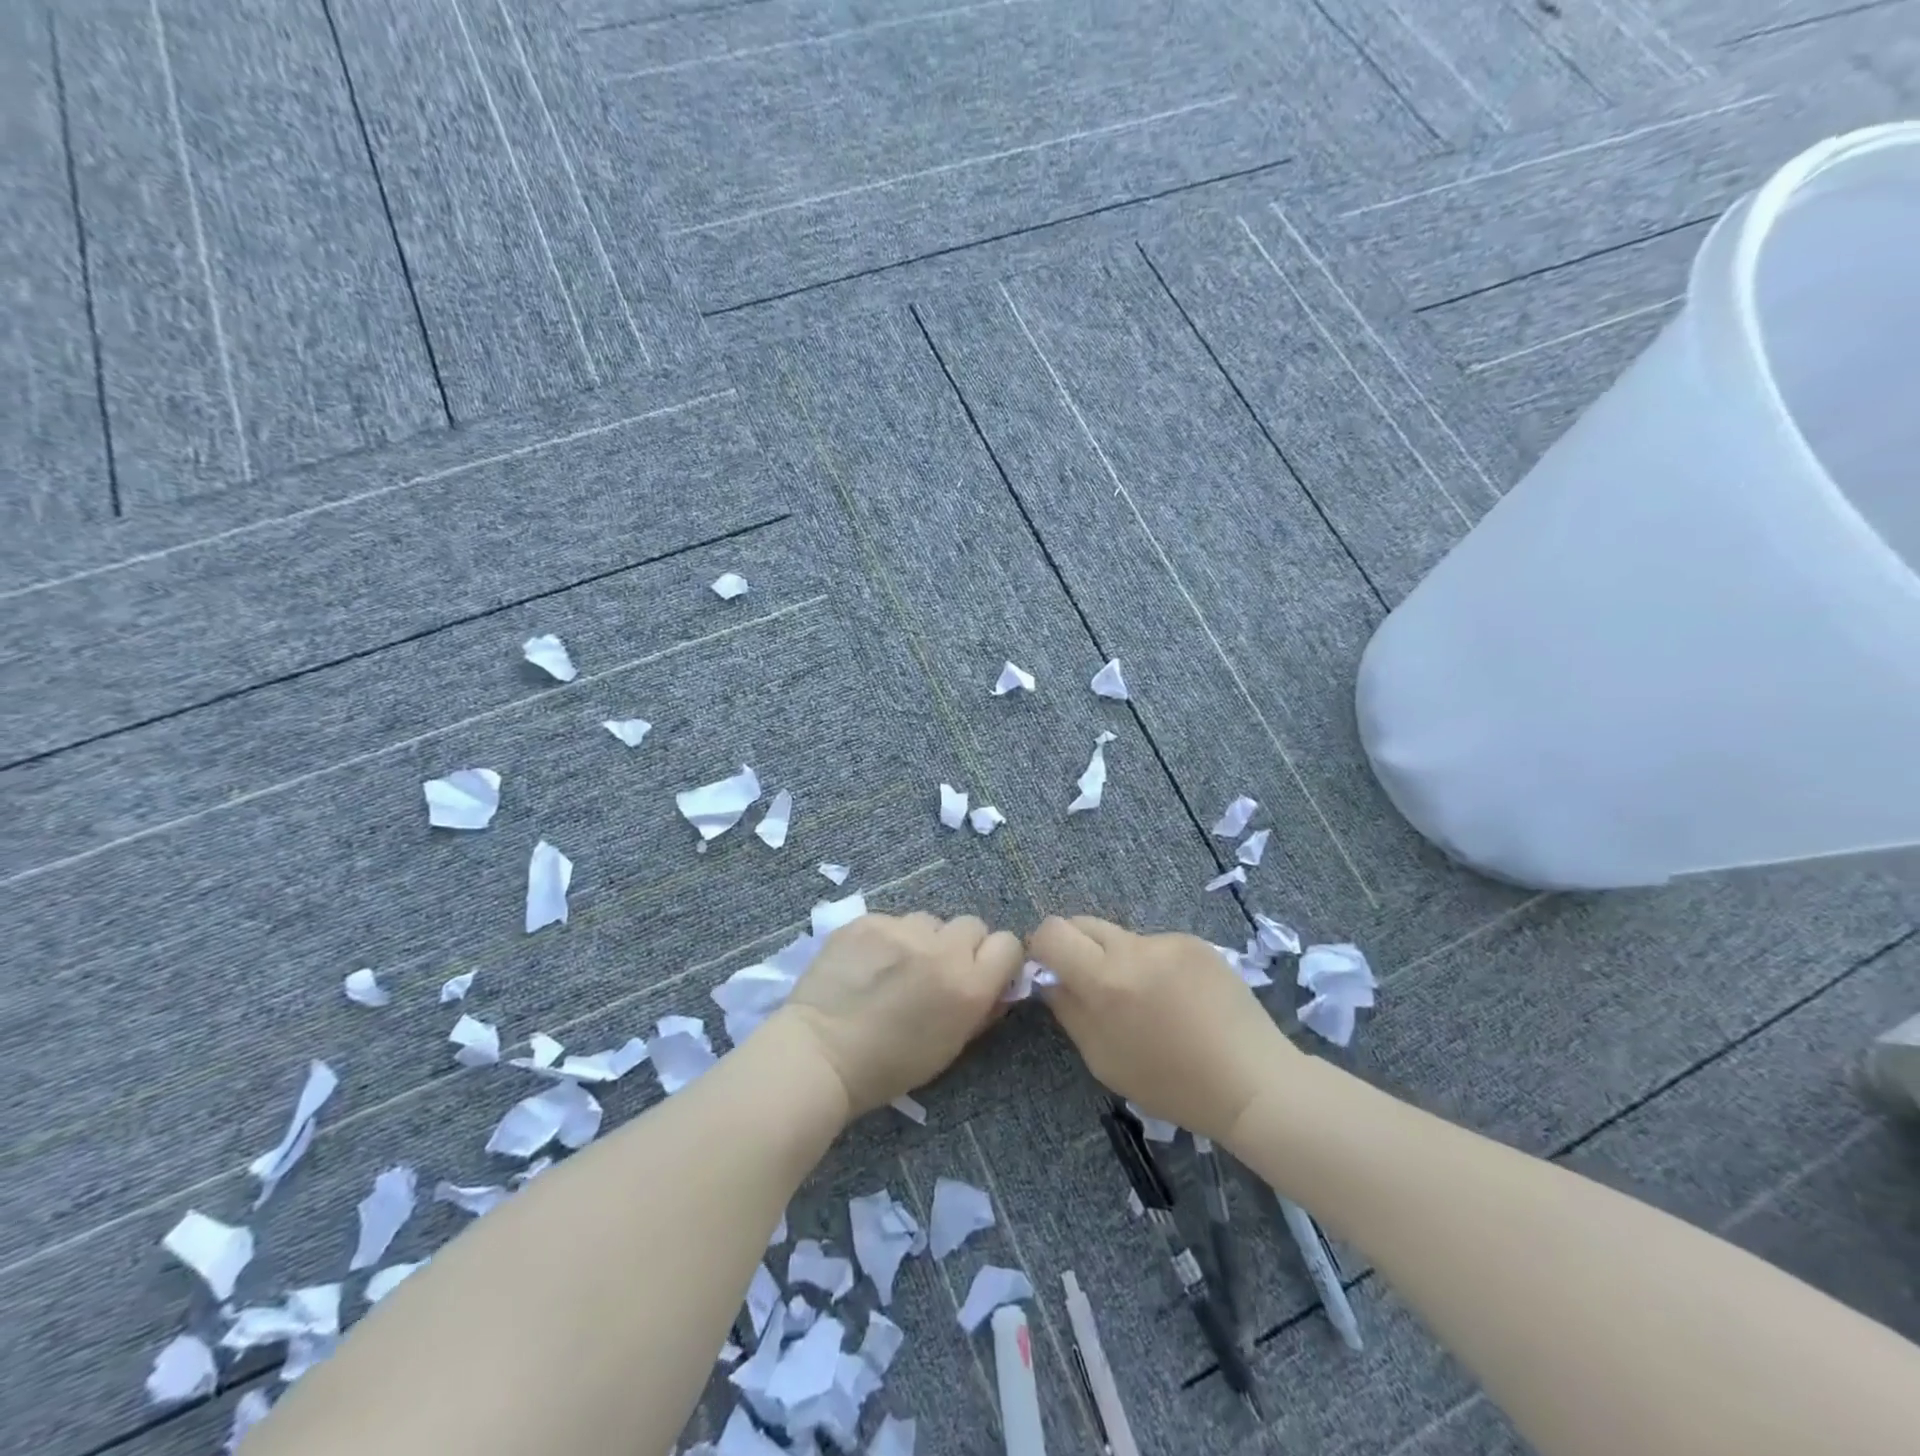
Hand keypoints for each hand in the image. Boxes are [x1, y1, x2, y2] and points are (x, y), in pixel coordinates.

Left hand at [778, 912, 1023, 1117]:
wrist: (819, 1055)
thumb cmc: (889, 1067)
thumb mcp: (950, 1047)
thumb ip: (981, 1009)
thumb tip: (998, 985)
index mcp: (969, 985)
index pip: (1007, 943)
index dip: (996, 959)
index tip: (980, 973)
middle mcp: (942, 949)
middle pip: (971, 925)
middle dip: (960, 946)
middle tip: (935, 972)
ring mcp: (901, 930)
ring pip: (929, 920)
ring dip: (922, 940)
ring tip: (895, 968)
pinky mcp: (868, 920)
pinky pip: (891, 921)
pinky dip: (886, 939)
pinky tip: (866, 964)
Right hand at [1029, 915, 1299, 1143]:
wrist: (1251, 1081)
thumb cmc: (1171, 1084)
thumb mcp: (1103, 1059)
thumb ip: (1069, 1012)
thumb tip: (1050, 980)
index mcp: (1104, 981)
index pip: (1052, 932)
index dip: (1041, 946)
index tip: (1049, 968)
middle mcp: (1133, 949)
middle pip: (1082, 923)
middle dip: (1075, 947)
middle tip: (1089, 982)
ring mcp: (1168, 941)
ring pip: (1121, 937)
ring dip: (1117, 959)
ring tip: (1147, 1001)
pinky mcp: (1194, 942)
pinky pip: (1156, 945)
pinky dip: (1154, 965)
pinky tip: (1178, 998)